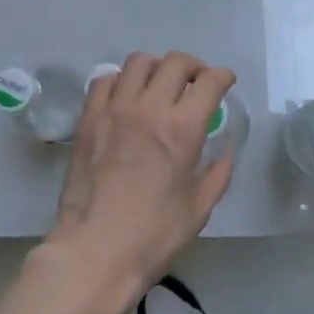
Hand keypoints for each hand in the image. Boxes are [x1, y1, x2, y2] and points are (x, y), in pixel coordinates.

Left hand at [44, 52, 235, 304]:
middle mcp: (149, 109)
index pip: (210, 81)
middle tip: (196, 83)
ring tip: (159, 85)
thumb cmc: (153, 236)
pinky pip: (104, 81)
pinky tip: (126, 98)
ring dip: (156, 68)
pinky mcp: (88, 119)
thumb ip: (217, 175)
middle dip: (194, 66)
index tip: (225, 82)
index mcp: (182, 129)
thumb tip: (225, 154)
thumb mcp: (199, 209)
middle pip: (175, 62)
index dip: (223, 76)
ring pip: (138, 63)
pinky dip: (120, 81)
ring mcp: (114, 110)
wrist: (95, 251)